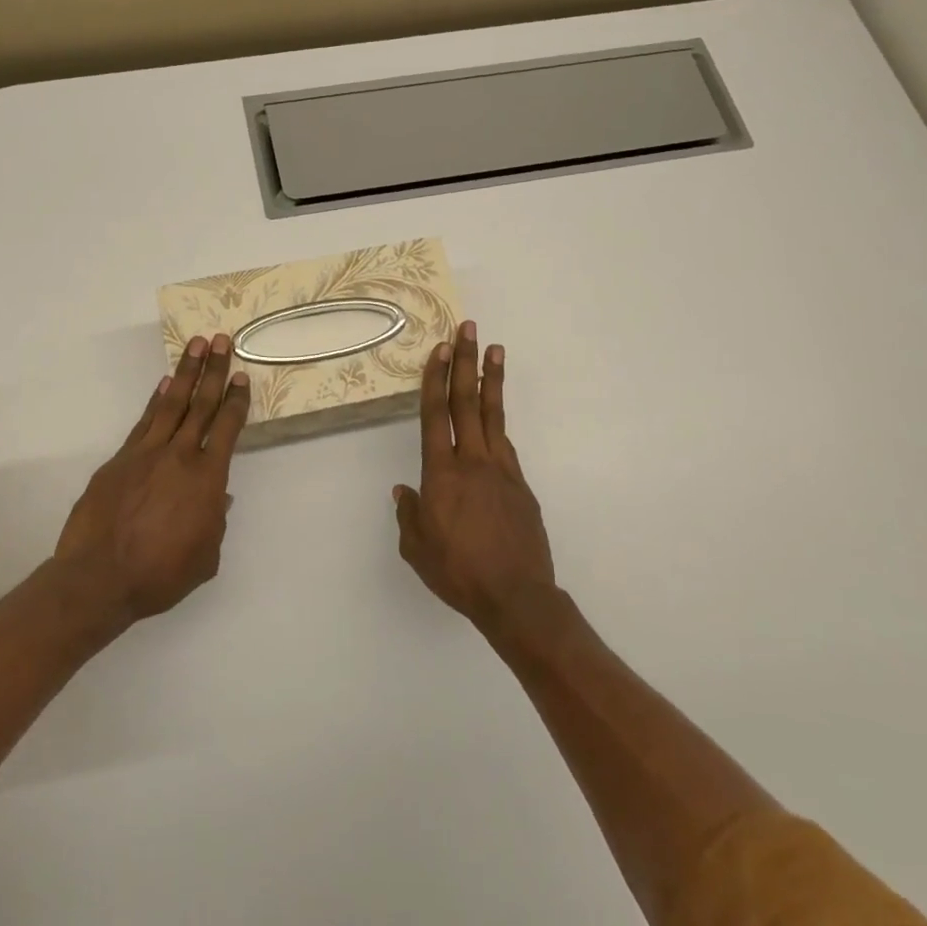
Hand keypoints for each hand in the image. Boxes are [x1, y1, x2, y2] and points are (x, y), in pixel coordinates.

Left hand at [55, 334, 249, 621]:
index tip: (241, 376)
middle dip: (214, 370)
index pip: (226, 428)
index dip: (235, 400)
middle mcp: (179, 455)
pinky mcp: (120, 459)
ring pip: (171, 403)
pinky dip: (155, 400)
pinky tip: (164, 385)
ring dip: (186, 372)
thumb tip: (218, 499)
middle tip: (221, 340)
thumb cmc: (160, 574)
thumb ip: (215, 523)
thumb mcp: (205, 557)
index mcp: (207, 478)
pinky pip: (144, 421)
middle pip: (201, 404)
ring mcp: (146, 452)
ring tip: (196, 345)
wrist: (99, 577)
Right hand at [394, 321, 554, 631]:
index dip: (435, 378)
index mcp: (442, 473)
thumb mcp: (417, 549)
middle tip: (467, 329)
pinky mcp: (521, 485)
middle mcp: (472, 461)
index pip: (435, 415)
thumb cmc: (459, 572)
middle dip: (464, 362)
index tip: (439, 348)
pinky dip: (499, 423)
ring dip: (491, 379)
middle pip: (467, 402)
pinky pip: (506, 445)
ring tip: (494, 349)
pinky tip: (495, 415)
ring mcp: (502, 470)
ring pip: (493, 415)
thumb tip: (404, 492)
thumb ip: (409, 515)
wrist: (517, 597)